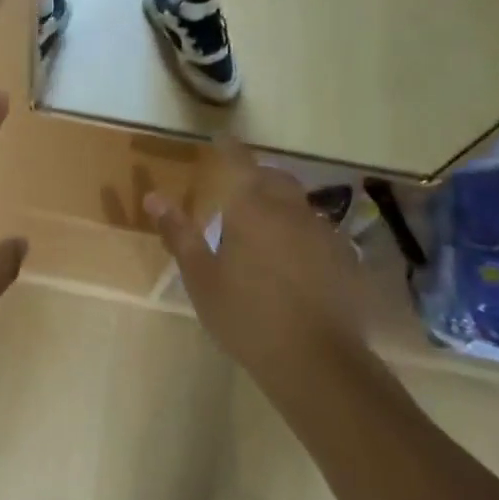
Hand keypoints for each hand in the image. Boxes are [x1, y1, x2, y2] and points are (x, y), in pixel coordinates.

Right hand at [145, 139, 369, 373]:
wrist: (316, 361)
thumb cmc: (246, 316)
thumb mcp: (201, 278)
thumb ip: (179, 233)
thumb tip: (153, 197)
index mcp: (253, 208)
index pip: (240, 162)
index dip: (229, 147)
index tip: (221, 138)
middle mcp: (291, 210)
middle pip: (275, 179)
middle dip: (257, 175)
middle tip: (239, 187)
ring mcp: (323, 234)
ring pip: (299, 205)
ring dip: (281, 204)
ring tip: (265, 226)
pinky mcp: (345, 259)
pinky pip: (319, 233)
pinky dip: (302, 233)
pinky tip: (295, 259)